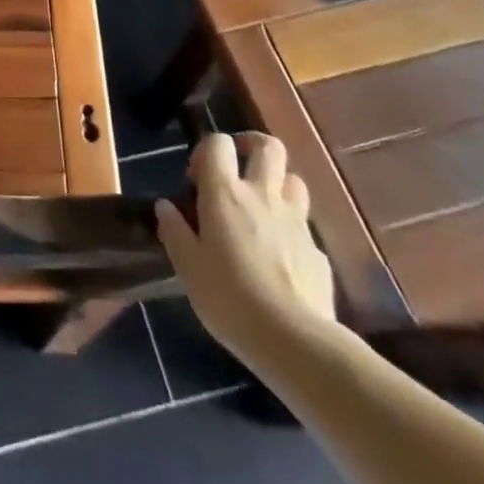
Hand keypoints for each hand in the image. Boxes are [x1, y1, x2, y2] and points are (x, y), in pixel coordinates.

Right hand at [156, 132, 336, 364]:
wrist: (293, 341)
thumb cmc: (229, 298)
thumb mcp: (188, 267)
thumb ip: (175, 231)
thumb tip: (165, 206)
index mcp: (225, 193)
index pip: (218, 143)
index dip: (207, 150)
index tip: (197, 179)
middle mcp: (263, 195)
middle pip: (268, 147)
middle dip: (253, 146)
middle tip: (239, 168)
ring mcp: (296, 221)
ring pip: (294, 180)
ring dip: (278, 184)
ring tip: (263, 207)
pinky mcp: (319, 252)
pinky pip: (306, 226)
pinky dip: (292, 229)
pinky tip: (282, 255)